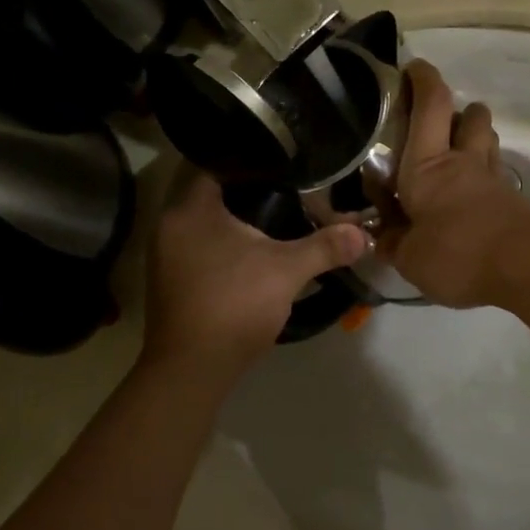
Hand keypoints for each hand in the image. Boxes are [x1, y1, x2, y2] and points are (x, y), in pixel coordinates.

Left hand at [142, 169, 368, 379]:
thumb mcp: (287, 271)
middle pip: (212, 194)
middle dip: (249, 192)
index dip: (251, 160)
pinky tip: (254, 253)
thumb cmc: (234, 304)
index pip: (217, 164)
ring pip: (206, 224)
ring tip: (277, 216)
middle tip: (288, 188)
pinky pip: (201, 248)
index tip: (281, 161)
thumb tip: (363, 233)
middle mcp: (170, 225)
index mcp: (190, 209)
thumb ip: (325, 246)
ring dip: (236, 222)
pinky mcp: (171, 281)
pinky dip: (225, 246)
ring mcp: (166, 255)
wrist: (192, 369)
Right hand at [379, 60, 529, 307]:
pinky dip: (484, 176)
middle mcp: (464, 162)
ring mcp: (494, 180)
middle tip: (438, 124)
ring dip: (475, 138)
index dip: (423, 79)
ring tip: (455, 158)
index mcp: (429, 166)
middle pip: (471, 115)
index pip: (430, 105)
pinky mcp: (514, 202)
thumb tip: (381, 236)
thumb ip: (393, 243)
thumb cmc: (458, 254)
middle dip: (457, 109)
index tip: (412, 67)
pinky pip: (497, 174)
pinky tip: (470, 199)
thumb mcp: (410, 258)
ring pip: (488, 141)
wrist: (529, 268)